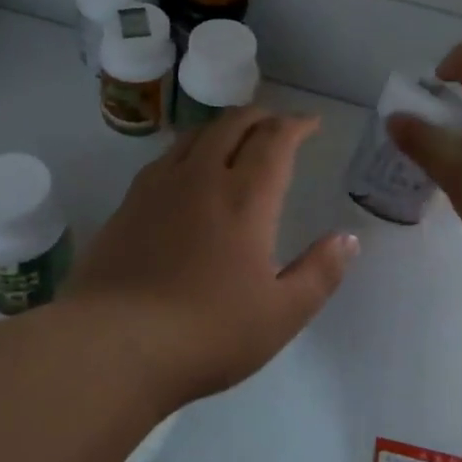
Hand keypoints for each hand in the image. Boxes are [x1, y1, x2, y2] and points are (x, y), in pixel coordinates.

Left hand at [65, 108, 357, 408]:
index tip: (311, 123)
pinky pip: (165, 158)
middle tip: (276, 125)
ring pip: (195, 136)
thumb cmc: (207, 332)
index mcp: (245, 198)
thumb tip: (348, 239)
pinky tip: (186, 171)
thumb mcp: (281, 314)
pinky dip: (189, 150)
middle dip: (260, 117)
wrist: (113, 345)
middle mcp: (201, 178)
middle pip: (232, 124)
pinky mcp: (127, 204)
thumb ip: (319, 273)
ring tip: (235, 138)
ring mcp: (158, 187)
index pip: (275, 140)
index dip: (297, 124)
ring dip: (223, 127)